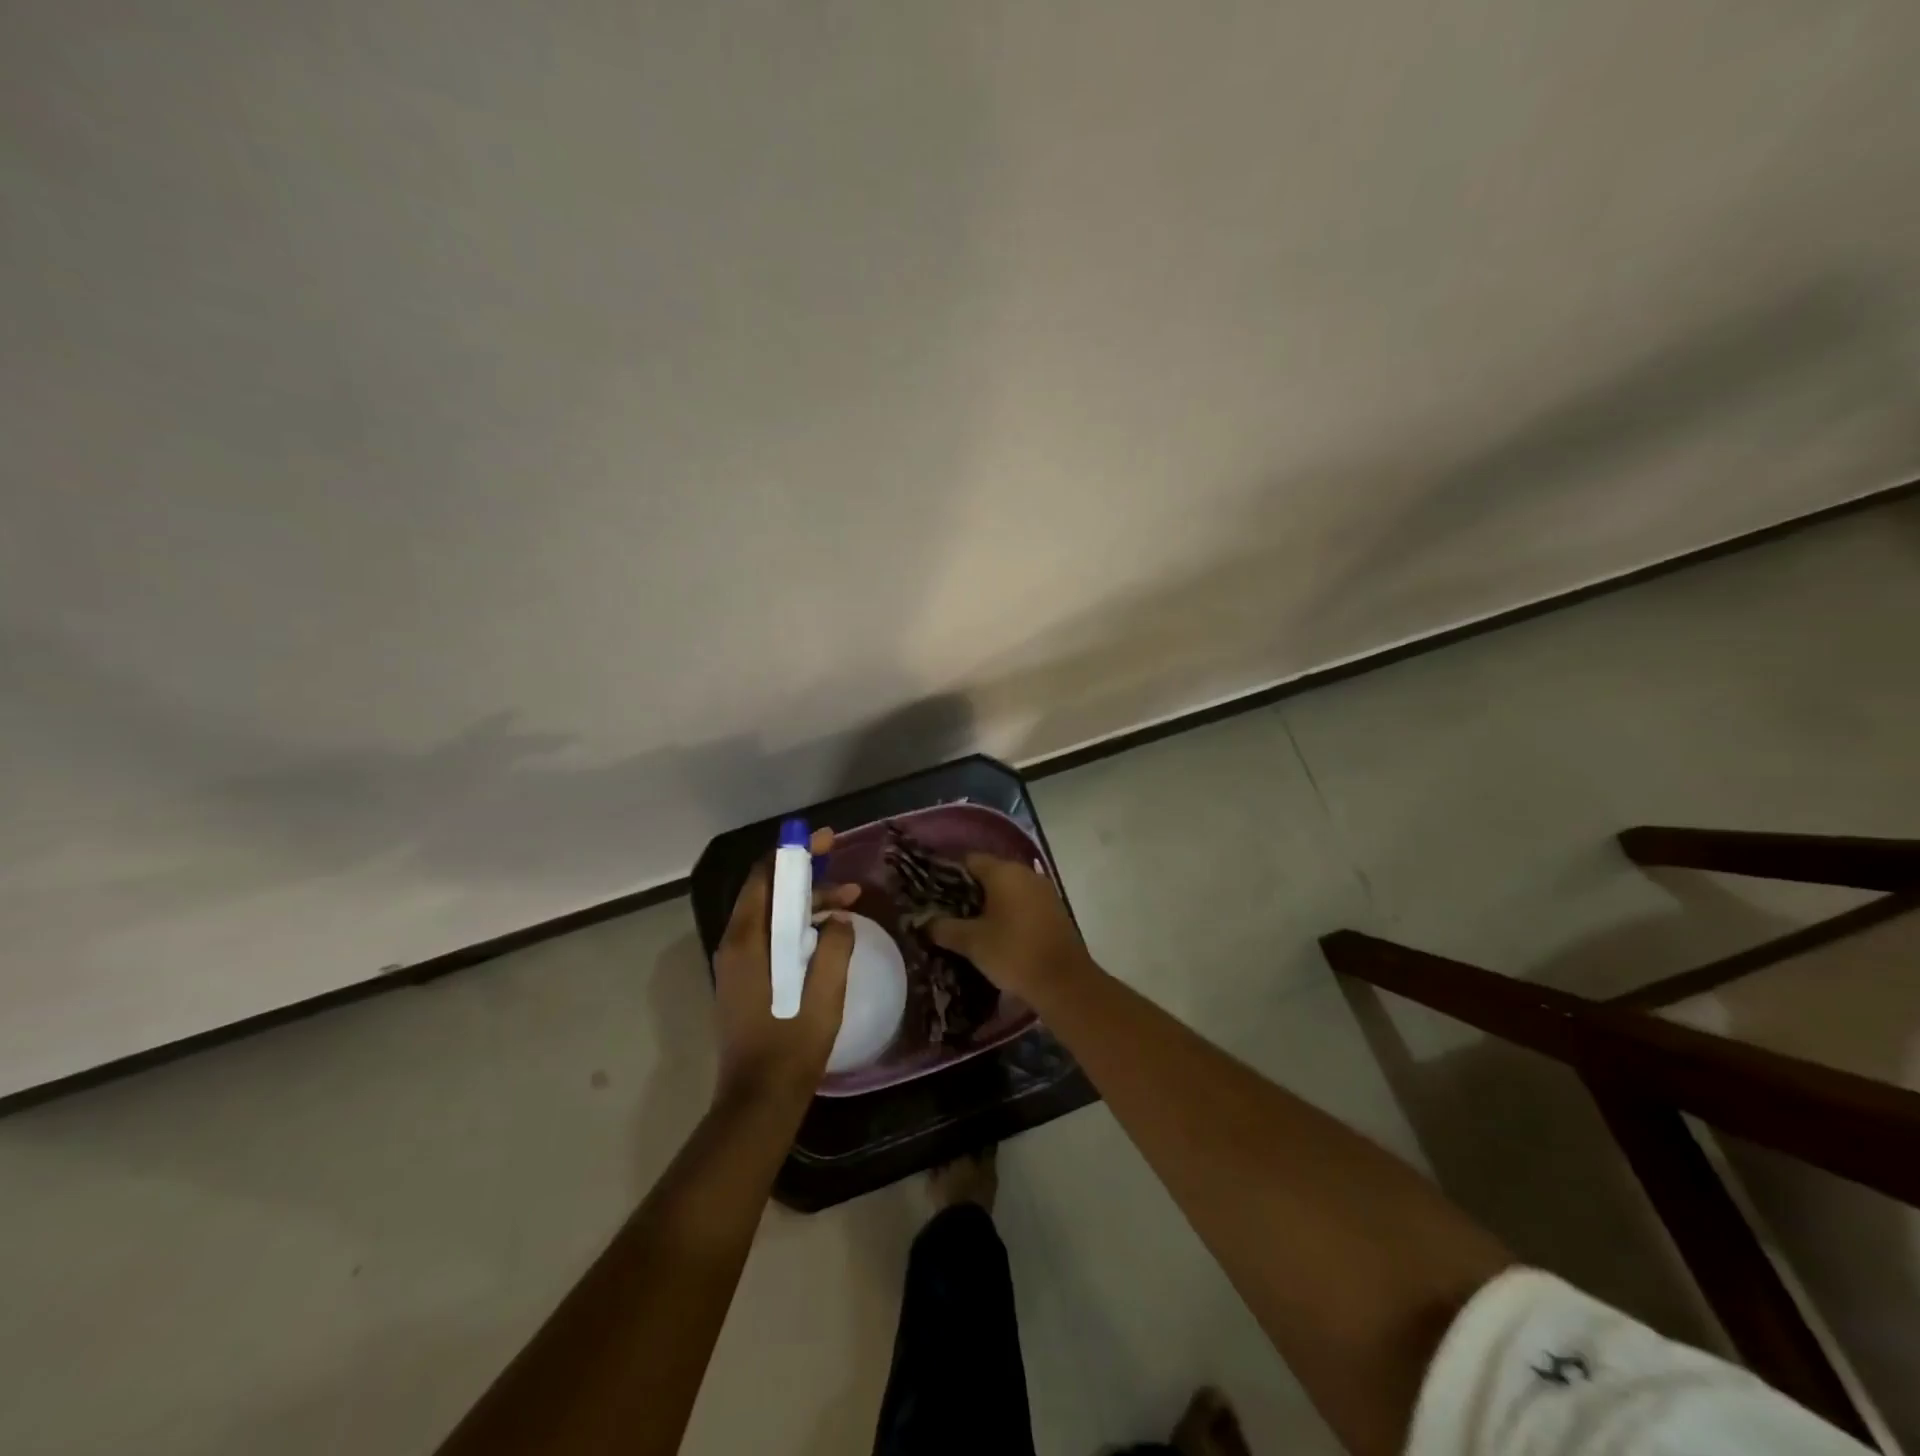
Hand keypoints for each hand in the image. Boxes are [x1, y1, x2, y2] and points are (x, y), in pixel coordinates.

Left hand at [711, 828, 859, 1106]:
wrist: (759, 1099)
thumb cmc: (792, 1044)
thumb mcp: (824, 992)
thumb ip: (833, 947)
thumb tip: (839, 920)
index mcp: (747, 941)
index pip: (765, 877)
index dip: (794, 854)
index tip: (826, 841)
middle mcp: (734, 945)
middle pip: (769, 894)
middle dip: (807, 880)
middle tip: (847, 881)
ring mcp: (736, 964)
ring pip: (771, 917)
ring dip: (806, 906)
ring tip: (848, 906)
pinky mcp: (744, 981)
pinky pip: (770, 938)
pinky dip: (797, 927)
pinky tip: (827, 935)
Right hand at [927, 853, 1094, 1002]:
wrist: (1064, 982)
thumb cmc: (1013, 953)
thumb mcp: (971, 942)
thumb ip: (943, 928)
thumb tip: (924, 922)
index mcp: (1004, 872)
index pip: (969, 860)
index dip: (949, 874)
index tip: (934, 894)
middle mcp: (1025, 873)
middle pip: (989, 873)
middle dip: (969, 891)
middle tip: (947, 912)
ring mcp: (1043, 891)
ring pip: (1008, 889)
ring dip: (990, 903)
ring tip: (969, 925)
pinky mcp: (1054, 909)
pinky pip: (1023, 902)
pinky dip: (1009, 912)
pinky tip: (997, 933)